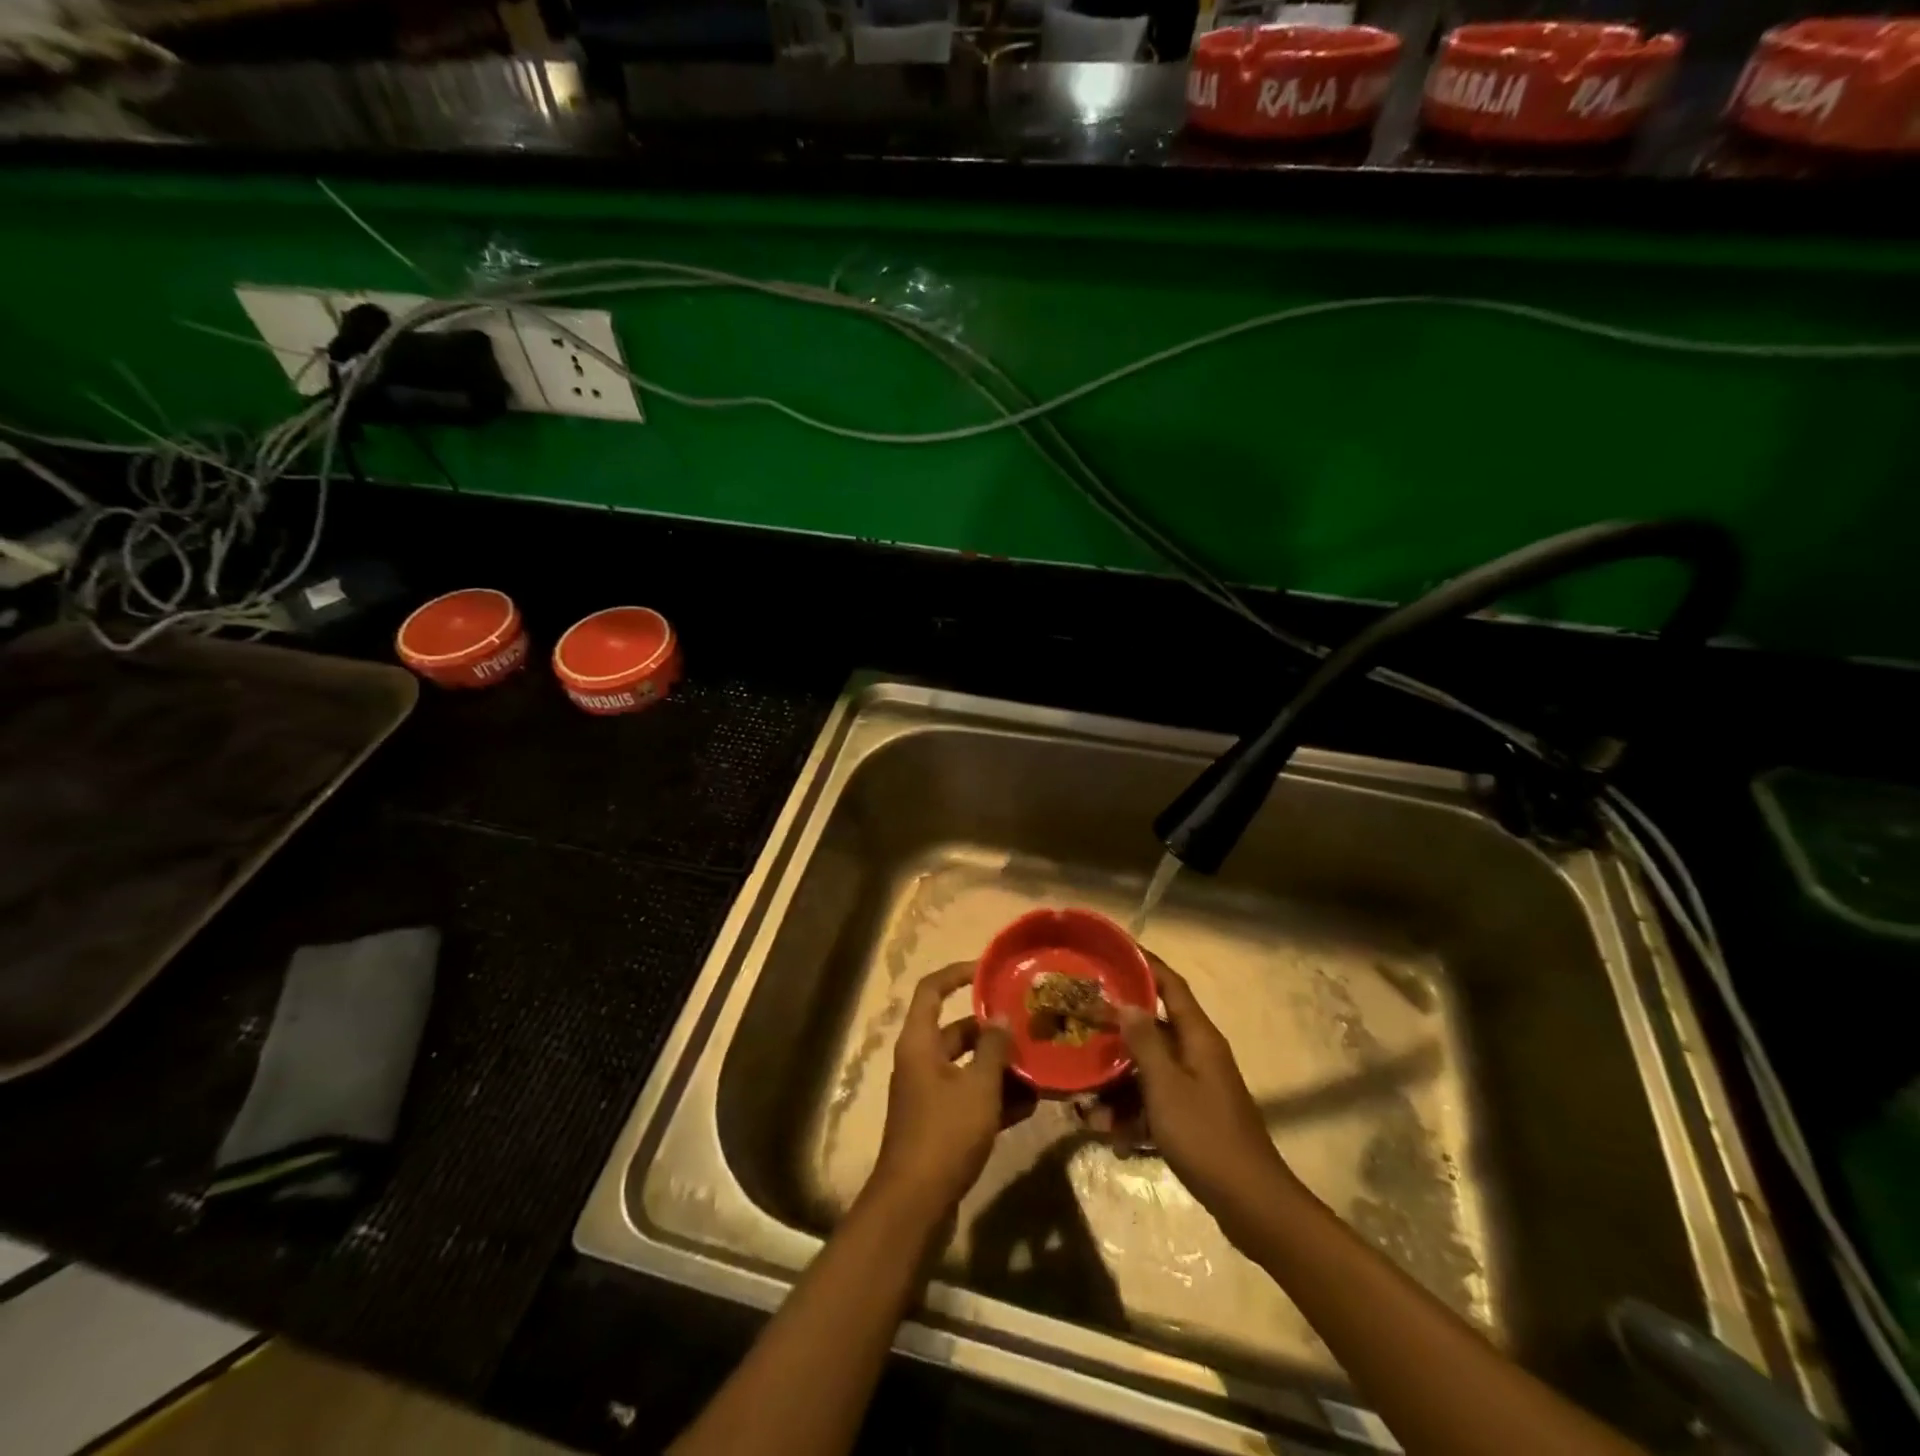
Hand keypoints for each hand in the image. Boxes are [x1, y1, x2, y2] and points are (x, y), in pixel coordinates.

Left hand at [868, 962, 1031, 1219]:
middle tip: (1028, 1024)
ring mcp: (929, 1094)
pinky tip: (1030, 1102)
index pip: (932, 990)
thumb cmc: (944, 1134)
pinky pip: (970, 1097)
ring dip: (999, 1066)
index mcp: (919, 1042)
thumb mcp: (977, 1087)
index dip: (958, 973)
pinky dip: (995, 1097)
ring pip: (967, 1066)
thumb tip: (1000, 1017)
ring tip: (1038, 1062)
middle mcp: (920, 1061)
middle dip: (991, 1030)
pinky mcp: (940, 1123)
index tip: (989, 970)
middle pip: (956, 1031)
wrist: (916, 1204)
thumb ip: (993, 1049)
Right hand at [1112, 955, 1298, 1237]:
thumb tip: (1126, 1002)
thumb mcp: (1166, 1086)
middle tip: (1080, 1019)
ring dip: (1117, 1081)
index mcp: (1198, 1037)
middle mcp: (1198, 1054)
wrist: (1252, 1205)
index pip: (1170, 985)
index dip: (1144, 964)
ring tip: (1084, 1097)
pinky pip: (1154, 1101)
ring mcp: (1196, 1086)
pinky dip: (1132, 1114)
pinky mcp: (1192, 1116)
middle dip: (1116, 1027)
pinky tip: (1109, 1135)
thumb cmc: (1206, 1136)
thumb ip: (1144, 1042)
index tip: (1112, 950)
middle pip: (1153, 1026)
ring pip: (1148, 1069)